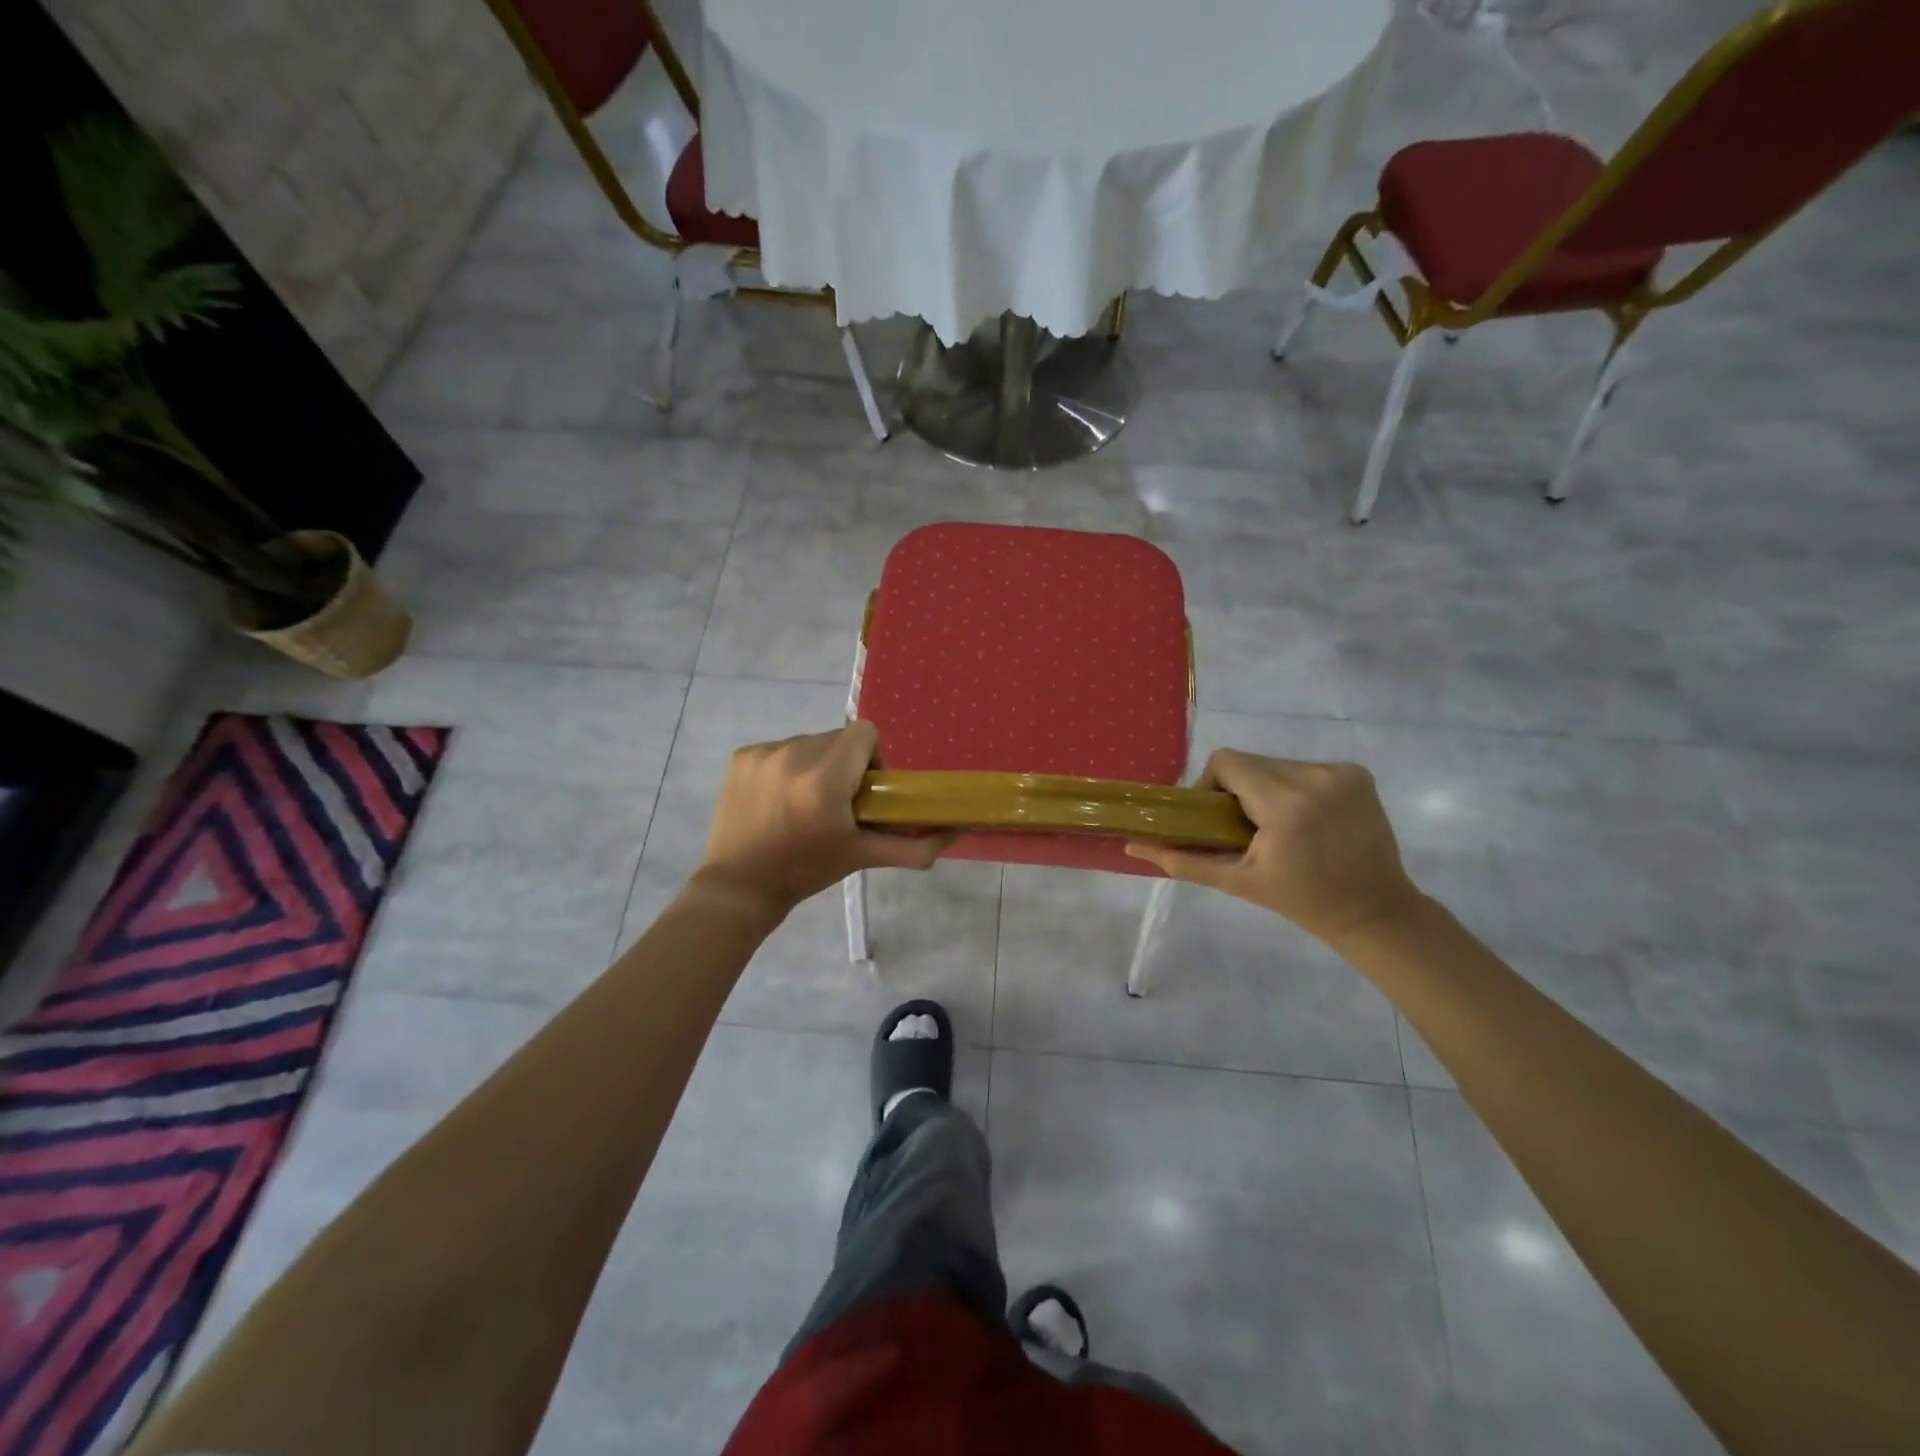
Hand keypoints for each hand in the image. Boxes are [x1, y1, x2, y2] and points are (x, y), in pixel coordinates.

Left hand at [695, 722, 947, 917]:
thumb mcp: (861, 857)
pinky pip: (780, 749)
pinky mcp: (743, 756)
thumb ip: (912, 845)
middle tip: (838, 803)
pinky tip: (778, 800)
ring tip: (804, 803)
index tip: (866, 789)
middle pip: (838, 739)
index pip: (864, 732)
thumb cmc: (806, 871)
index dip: (872, 757)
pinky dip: (787, 768)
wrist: (739, 887)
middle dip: (845, 764)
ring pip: (809, 743)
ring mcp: (764, 753)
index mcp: (825, 778)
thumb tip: (954, 833)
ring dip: (816, 765)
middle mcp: (794, 755)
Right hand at [1126, 750, 1423, 946]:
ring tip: (1277, 827)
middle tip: (1244, 828)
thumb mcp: (1237, 882)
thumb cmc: (1301, 901)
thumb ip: (1183, 859)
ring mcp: (1342, 772)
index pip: (1227, 761)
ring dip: (1266, 788)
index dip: (1211, 784)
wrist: (1375, 911)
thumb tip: (1132, 846)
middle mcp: (1316, 777)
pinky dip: (1295, 787)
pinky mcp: (1358, 773)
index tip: (1218, 817)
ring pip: (1276, 763)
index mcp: (1285, 805)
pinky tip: (1306, 819)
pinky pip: (1305, 767)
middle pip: (1251, 762)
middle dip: (1239, 790)